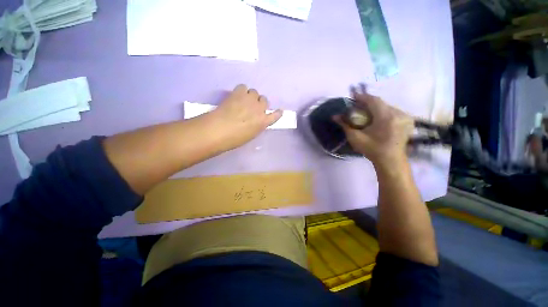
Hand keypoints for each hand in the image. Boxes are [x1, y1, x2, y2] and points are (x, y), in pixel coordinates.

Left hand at [208, 84, 281, 150]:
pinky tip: (236, 96)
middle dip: (259, 103)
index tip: (279, 111)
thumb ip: (257, 126)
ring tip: (243, 100)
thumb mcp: (251, 135)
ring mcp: (250, 100)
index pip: (275, 115)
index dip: (277, 113)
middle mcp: (260, 109)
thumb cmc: (235, 138)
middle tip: (252, 107)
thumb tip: (255, 121)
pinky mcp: (239, 93)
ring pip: (255, 92)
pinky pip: (243, 87)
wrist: (220, 130)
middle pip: (264, 100)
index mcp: (263, 122)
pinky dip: (241, 91)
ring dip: (250, 96)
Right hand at [334, 84, 413, 166]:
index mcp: (386, 117)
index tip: (353, 96)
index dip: (363, 97)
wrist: (390, 160)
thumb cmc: (372, 149)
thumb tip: (334, 116)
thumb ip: (345, 125)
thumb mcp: (355, 137)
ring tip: (366, 112)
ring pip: (387, 106)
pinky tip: (378, 118)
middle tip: (358, 106)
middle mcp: (398, 113)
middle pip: (381, 103)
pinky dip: (384, 112)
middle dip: (368, 103)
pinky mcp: (408, 120)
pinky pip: (393, 111)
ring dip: (376, 107)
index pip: (374, 100)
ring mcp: (405, 117)